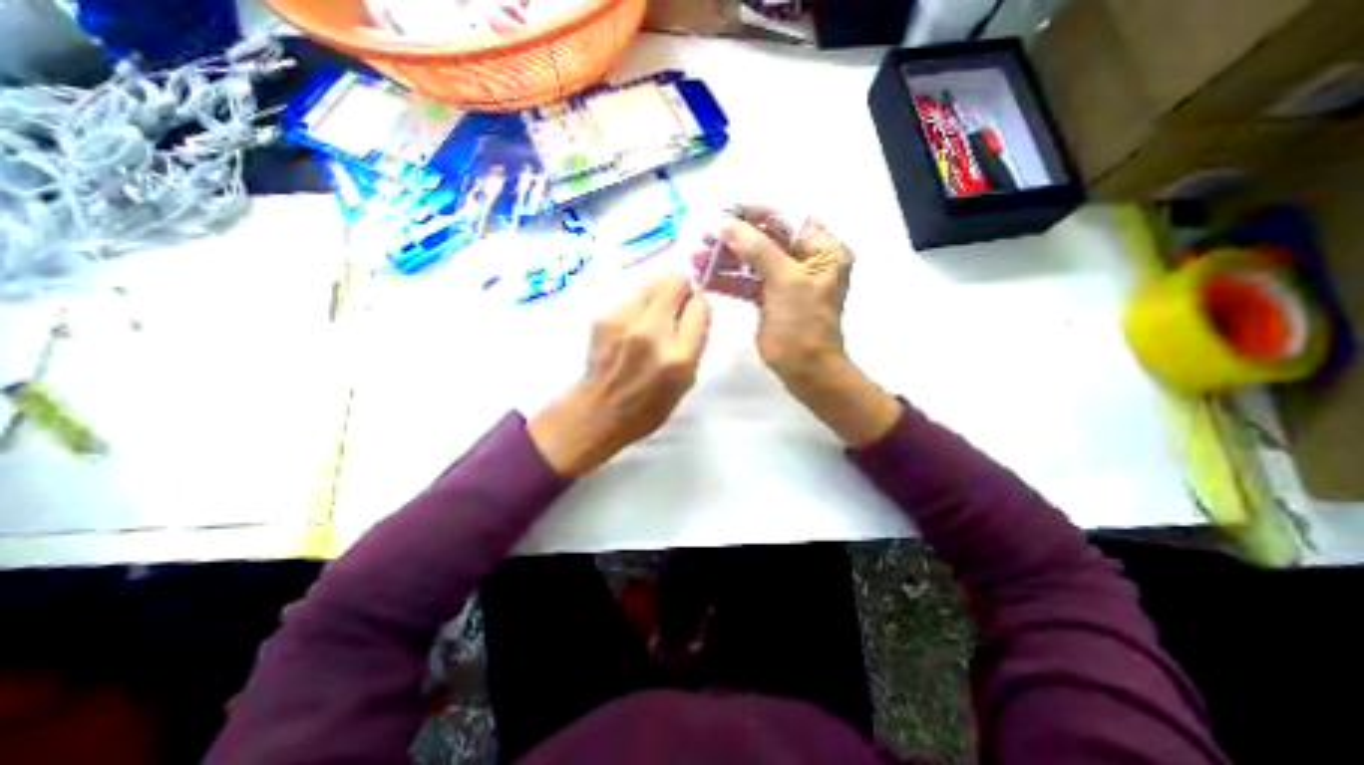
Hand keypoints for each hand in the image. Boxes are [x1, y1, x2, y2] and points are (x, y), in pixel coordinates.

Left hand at [525, 274, 708, 474]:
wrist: (599, 412)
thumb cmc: (649, 406)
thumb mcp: (686, 381)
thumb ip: (694, 342)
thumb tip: (694, 308)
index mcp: (679, 356)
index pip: (700, 306)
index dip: (699, 306)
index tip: (693, 314)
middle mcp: (653, 333)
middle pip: (676, 282)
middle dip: (682, 290)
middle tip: (676, 307)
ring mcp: (625, 321)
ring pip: (653, 282)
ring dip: (660, 294)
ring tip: (653, 316)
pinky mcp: (604, 317)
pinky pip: (632, 295)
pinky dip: (639, 304)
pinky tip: (632, 325)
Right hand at [697, 202, 904, 446]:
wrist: (804, 370)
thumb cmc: (803, 324)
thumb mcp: (785, 281)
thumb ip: (757, 249)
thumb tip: (727, 224)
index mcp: (822, 251)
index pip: (790, 220)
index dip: (759, 213)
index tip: (729, 211)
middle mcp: (806, 261)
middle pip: (767, 240)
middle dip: (736, 239)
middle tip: (706, 236)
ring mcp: (786, 281)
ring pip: (753, 262)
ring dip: (726, 260)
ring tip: (698, 257)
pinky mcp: (770, 299)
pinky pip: (748, 283)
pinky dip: (728, 280)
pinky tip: (705, 277)